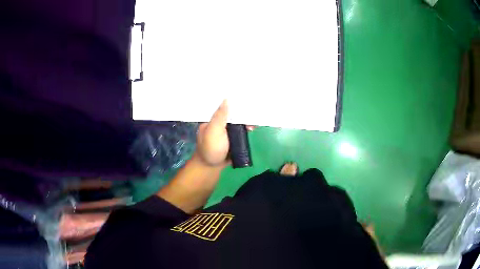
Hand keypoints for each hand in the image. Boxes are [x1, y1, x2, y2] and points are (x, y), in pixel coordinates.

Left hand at [194, 100, 254, 167]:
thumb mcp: (214, 130)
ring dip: (247, 121)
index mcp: (212, 118)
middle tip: (254, 109)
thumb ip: (220, 116)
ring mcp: (226, 131)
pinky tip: (254, 127)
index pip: (223, 104)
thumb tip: (226, 98)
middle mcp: (219, 122)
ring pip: (238, 122)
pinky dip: (247, 128)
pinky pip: (241, 131)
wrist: (211, 167)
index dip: (233, 100)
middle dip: (243, 111)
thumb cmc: (211, 148)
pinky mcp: (233, 138)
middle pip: (233, 112)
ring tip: (255, 120)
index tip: (244, 94)